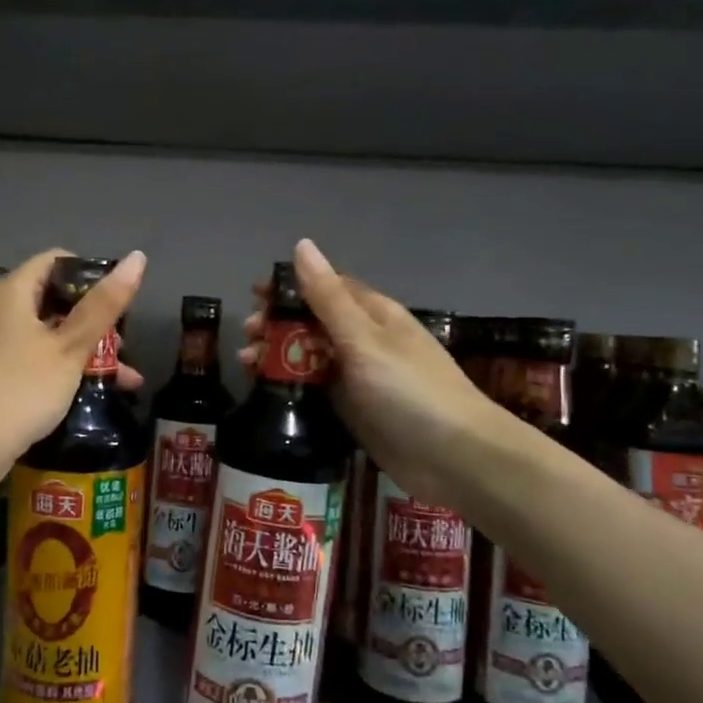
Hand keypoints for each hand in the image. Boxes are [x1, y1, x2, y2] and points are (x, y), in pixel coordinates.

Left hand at [0, 248, 147, 452]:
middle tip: (124, 345)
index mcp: (13, 291)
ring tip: (123, 377)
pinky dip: (65, 371)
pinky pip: (37, 361)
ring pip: (49, 335)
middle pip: (55, 300)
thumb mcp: (71, 346)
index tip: (118, 300)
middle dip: (94, 322)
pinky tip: (94, 395)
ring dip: (86, 352)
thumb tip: (137, 257)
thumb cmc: (23, 386)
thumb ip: (104, 305)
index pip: (56, 260)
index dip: (91, 273)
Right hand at [240, 240, 488, 507]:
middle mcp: (365, 341)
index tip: (254, 295)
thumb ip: (328, 297)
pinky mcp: (356, 410)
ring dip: (278, 355)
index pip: (326, 287)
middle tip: (248, 335)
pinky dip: (291, 385)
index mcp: (373, 314)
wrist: (455, 458)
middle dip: (277, 324)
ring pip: (311, 356)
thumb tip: (302, 245)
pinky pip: (317, 388)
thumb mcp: (363, 338)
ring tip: (248, 364)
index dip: (289, 287)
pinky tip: (268, 391)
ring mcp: (361, 377)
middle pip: (313, 322)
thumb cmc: (409, 390)